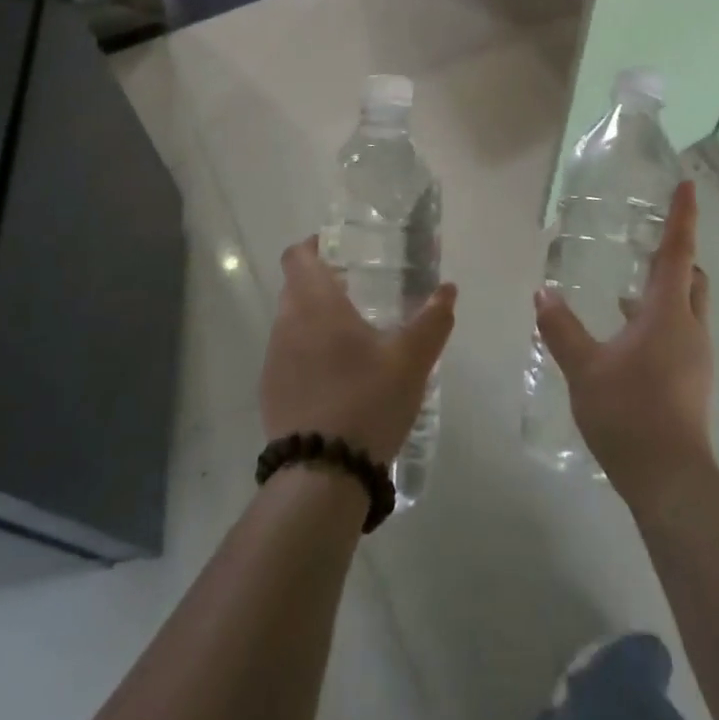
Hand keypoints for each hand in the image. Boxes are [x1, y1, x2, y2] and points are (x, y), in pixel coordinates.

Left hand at [262, 236, 457, 462]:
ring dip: (315, 319)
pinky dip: (308, 353)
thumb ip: (432, 319)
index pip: (298, 255)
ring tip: (353, 336)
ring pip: (291, 322)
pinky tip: (338, 377)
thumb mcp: (411, 359)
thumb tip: (448, 289)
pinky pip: (288, 355)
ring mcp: (274, 360)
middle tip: (359, 290)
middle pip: (295, 286)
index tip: (341, 250)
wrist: (322, 474)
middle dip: (322, 282)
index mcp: (315, 303)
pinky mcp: (270, 392)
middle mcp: (286, 323)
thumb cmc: (367, 400)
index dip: (315, 245)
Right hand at [534, 180, 714, 514]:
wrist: (670, 480)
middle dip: (675, 255)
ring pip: (686, 306)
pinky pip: (679, 332)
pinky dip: (658, 319)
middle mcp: (689, 328)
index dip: (682, 216)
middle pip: (691, 277)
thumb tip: (543, 294)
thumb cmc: (629, 413)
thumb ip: (562, 328)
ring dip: (663, 290)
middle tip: (646, 241)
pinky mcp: (691, 380)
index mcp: (667, 313)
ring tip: (626, 288)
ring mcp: (695, 356)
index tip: (687, 184)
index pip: (677, 252)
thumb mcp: (584, 368)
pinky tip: (626, 334)